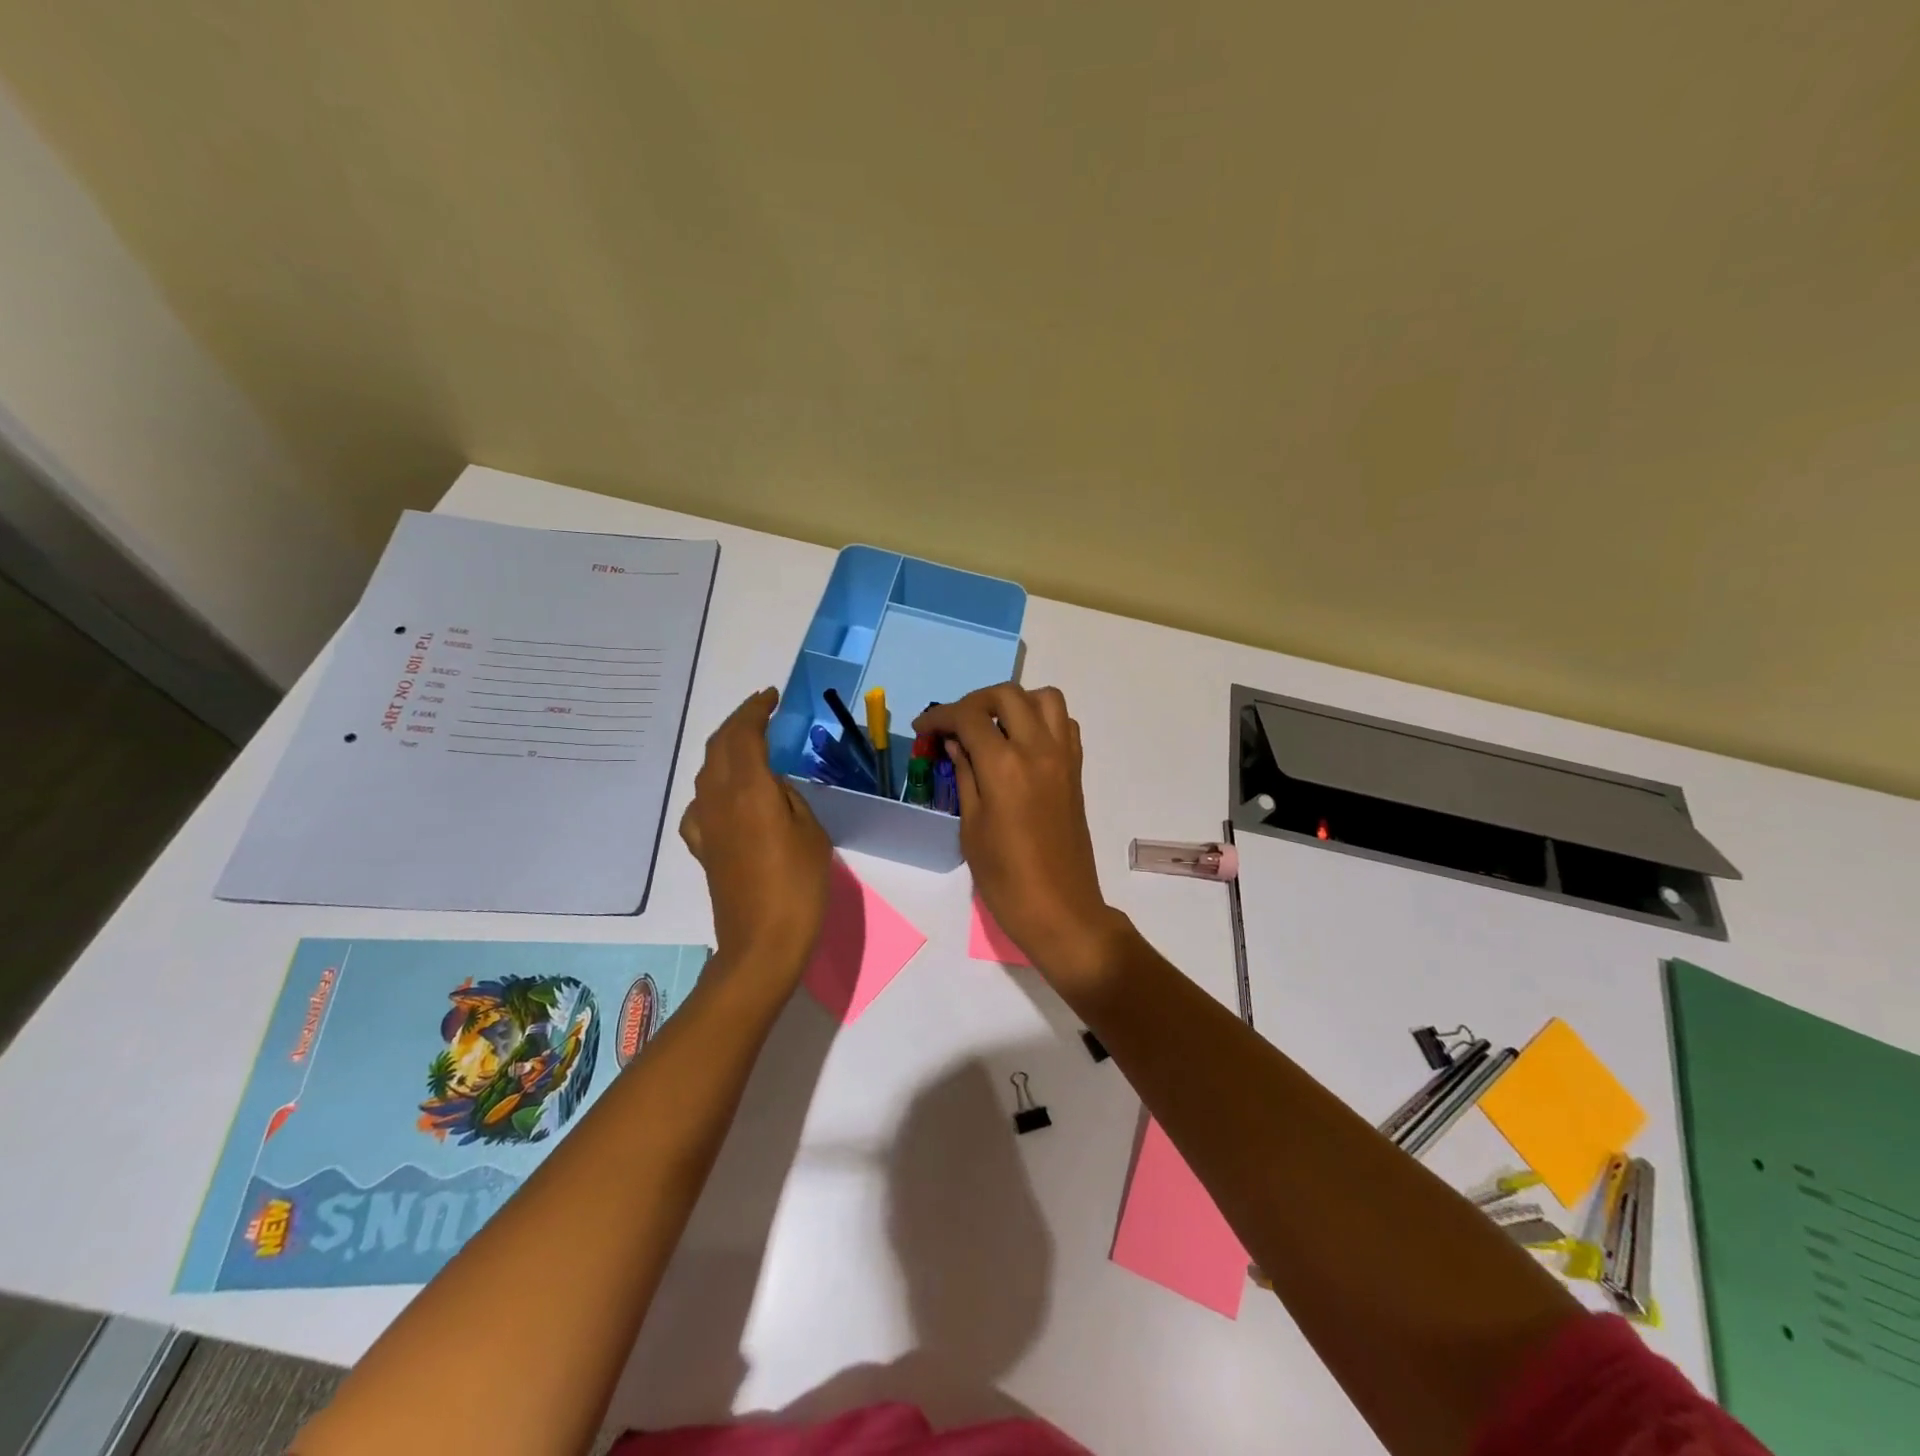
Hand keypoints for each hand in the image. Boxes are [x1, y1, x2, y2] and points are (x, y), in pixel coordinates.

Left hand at [681, 688, 832, 983]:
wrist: (761, 944)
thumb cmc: (798, 886)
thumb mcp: (811, 833)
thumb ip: (790, 798)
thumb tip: (773, 786)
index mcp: (749, 789)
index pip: (744, 734)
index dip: (755, 710)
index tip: (770, 696)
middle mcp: (718, 799)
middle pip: (719, 746)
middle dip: (738, 723)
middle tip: (761, 713)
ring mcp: (704, 824)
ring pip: (707, 771)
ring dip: (726, 750)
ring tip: (750, 746)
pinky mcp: (701, 848)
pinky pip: (701, 804)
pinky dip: (715, 786)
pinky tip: (726, 798)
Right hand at [914, 685, 1125, 987]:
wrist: (1061, 909)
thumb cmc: (1006, 878)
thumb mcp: (972, 828)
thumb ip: (965, 775)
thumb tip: (955, 743)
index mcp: (1005, 766)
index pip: (969, 717)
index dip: (940, 716)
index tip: (923, 728)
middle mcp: (1038, 750)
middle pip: (1007, 695)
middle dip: (975, 701)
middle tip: (955, 724)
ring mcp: (1063, 757)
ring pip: (1045, 698)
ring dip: (1015, 702)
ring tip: (993, 726)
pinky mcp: (1076, 770)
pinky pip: (1064, 724)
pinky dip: (1041, 719)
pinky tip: (1022, 743)